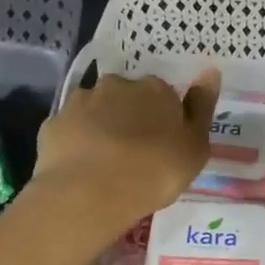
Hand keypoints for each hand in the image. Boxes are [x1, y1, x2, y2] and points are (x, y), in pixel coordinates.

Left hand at [32, 69, 219, 232]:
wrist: (89, 194)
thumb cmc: (154, 172)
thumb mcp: (195, 147)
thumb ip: (202, 108)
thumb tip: (210, 71)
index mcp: (155, 89)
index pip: (164, 96)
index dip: (165, 120)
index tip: (164, 146)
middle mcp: (117, 85)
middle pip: (128, 98)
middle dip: (131, 118)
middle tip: (136, 155)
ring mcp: (81, 102)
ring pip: (97, 110)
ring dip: (103, 127)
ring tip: (106, 164)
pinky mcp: (54, 124)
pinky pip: (71, 130)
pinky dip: (77, 142)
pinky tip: (82, 167)